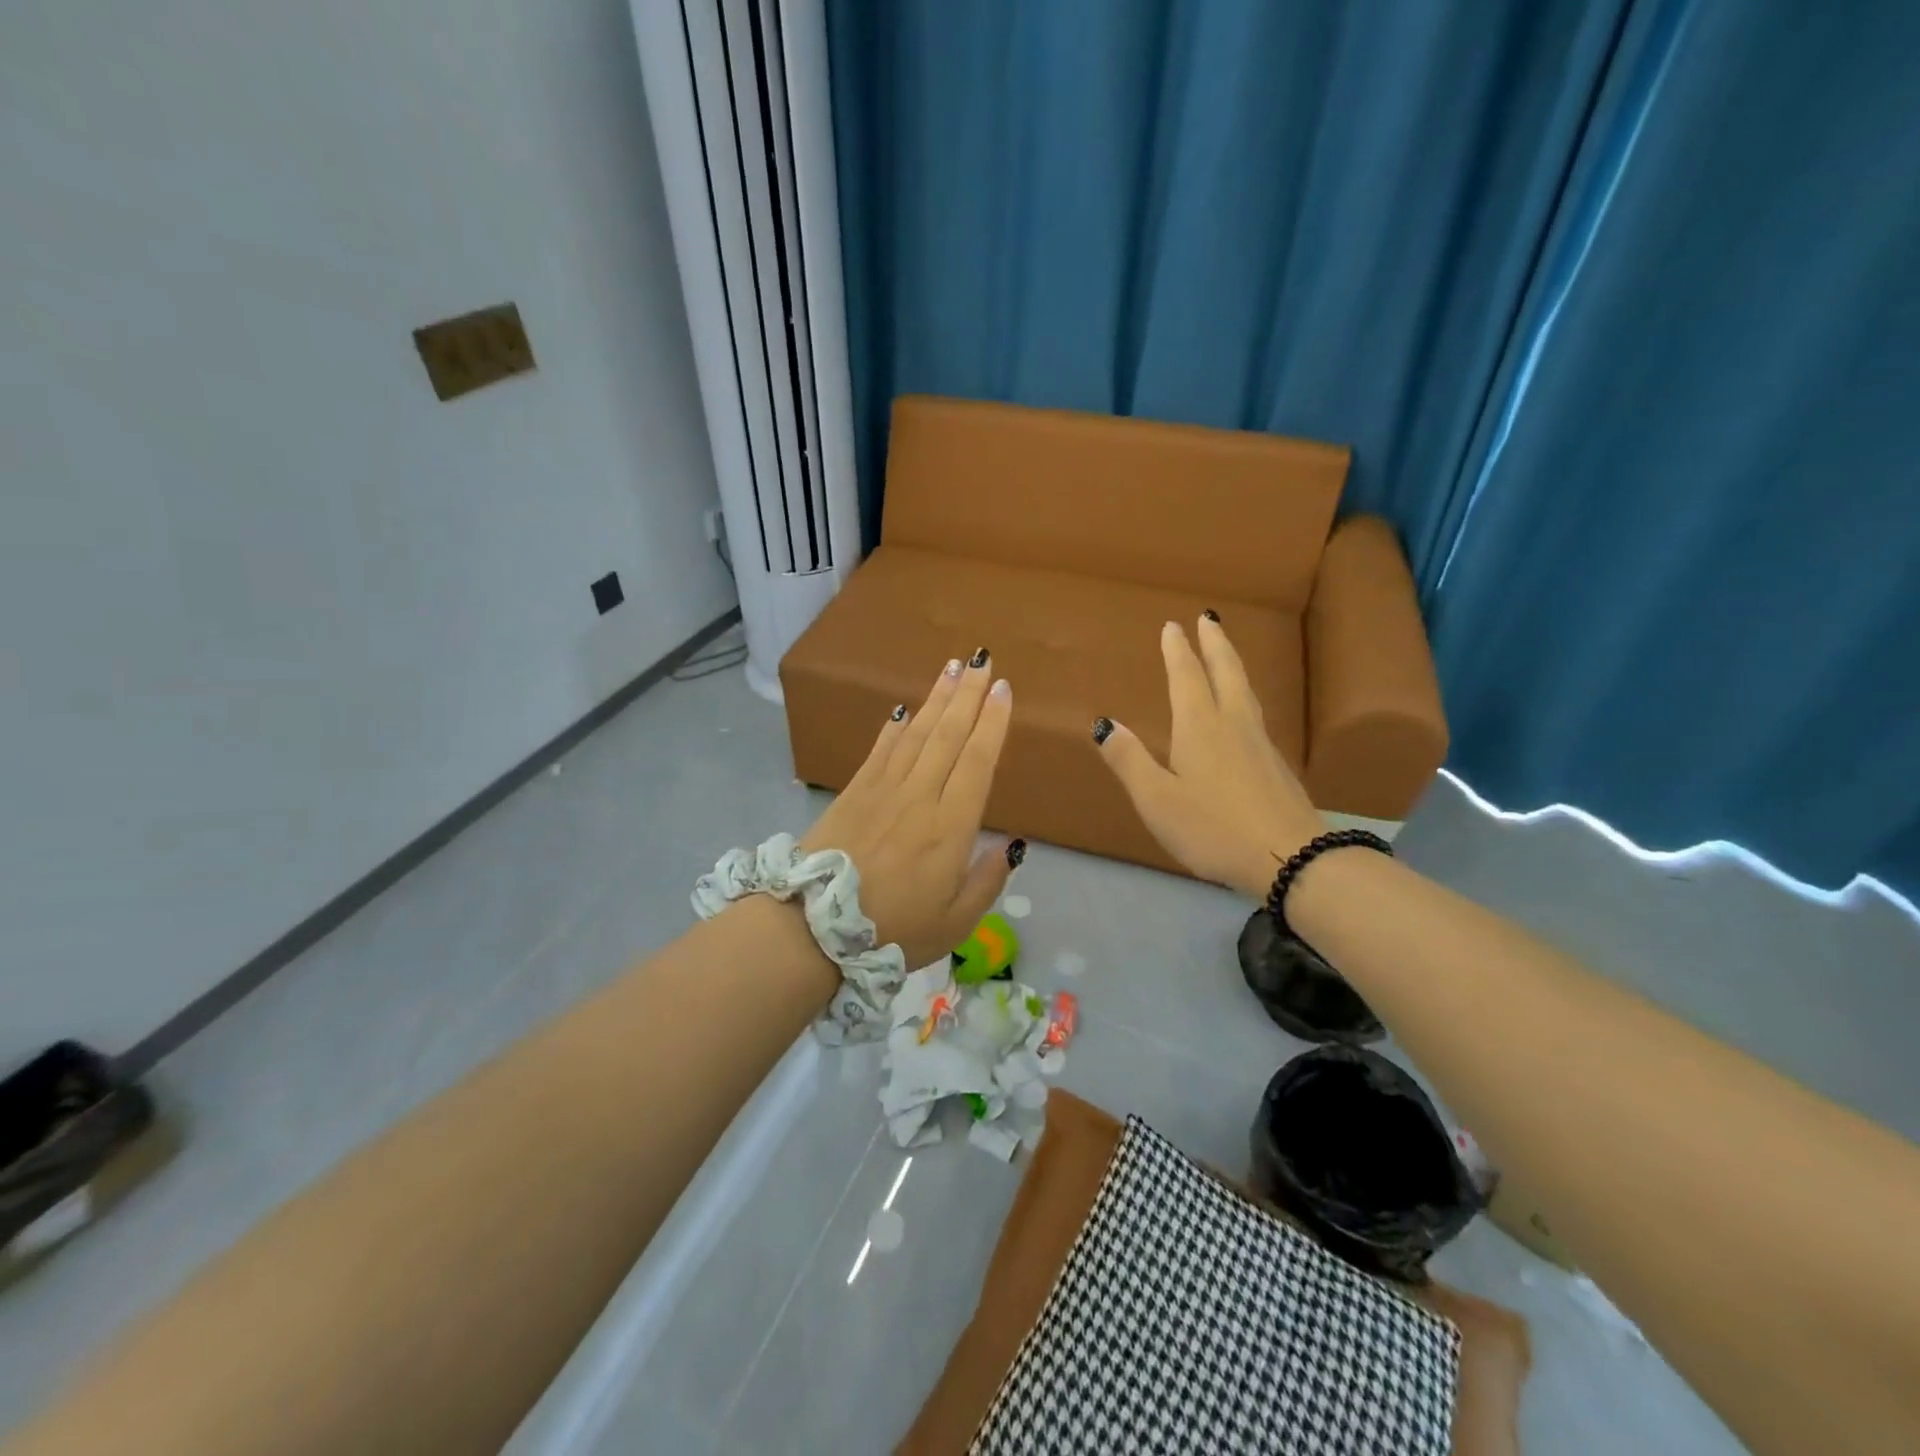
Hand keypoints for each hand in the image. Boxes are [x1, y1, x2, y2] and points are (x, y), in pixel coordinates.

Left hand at [800, 650, 1020, 966]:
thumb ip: (987, 882)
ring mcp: (882, 790)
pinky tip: (903, 709)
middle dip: (967, 694)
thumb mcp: (955, 924)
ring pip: (916, 733)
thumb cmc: (891, 931)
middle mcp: (919, 797)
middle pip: (948, 735)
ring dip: (935, 698)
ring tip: (951, 668)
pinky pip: (880, 750)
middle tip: (981, 658)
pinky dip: (895, 727)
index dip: (992, 722)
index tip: (1002, 689)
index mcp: (950, 827)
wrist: (811, 929)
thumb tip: (1012, 845)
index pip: (977, 761)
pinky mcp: (854, 793)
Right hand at [1094, 617, 1322, 899]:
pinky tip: (1242, 712)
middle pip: (1226, 672)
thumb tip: (1104, 723)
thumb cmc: (1213, 828)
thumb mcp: (1157, 800)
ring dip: (1232, 665)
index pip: (1187, 677)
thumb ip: (1130, 760)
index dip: (1178, 650)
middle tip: (1209, 618)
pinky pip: (1255, 714)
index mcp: (1200, 727)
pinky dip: (1244, 695)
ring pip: (1246, 691)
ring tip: (1225, 654)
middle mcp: (1233, 725)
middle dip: (1215, 643)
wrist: (1292, 858)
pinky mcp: (1277, 765)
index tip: (1173, 625)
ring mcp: (1260, 744)